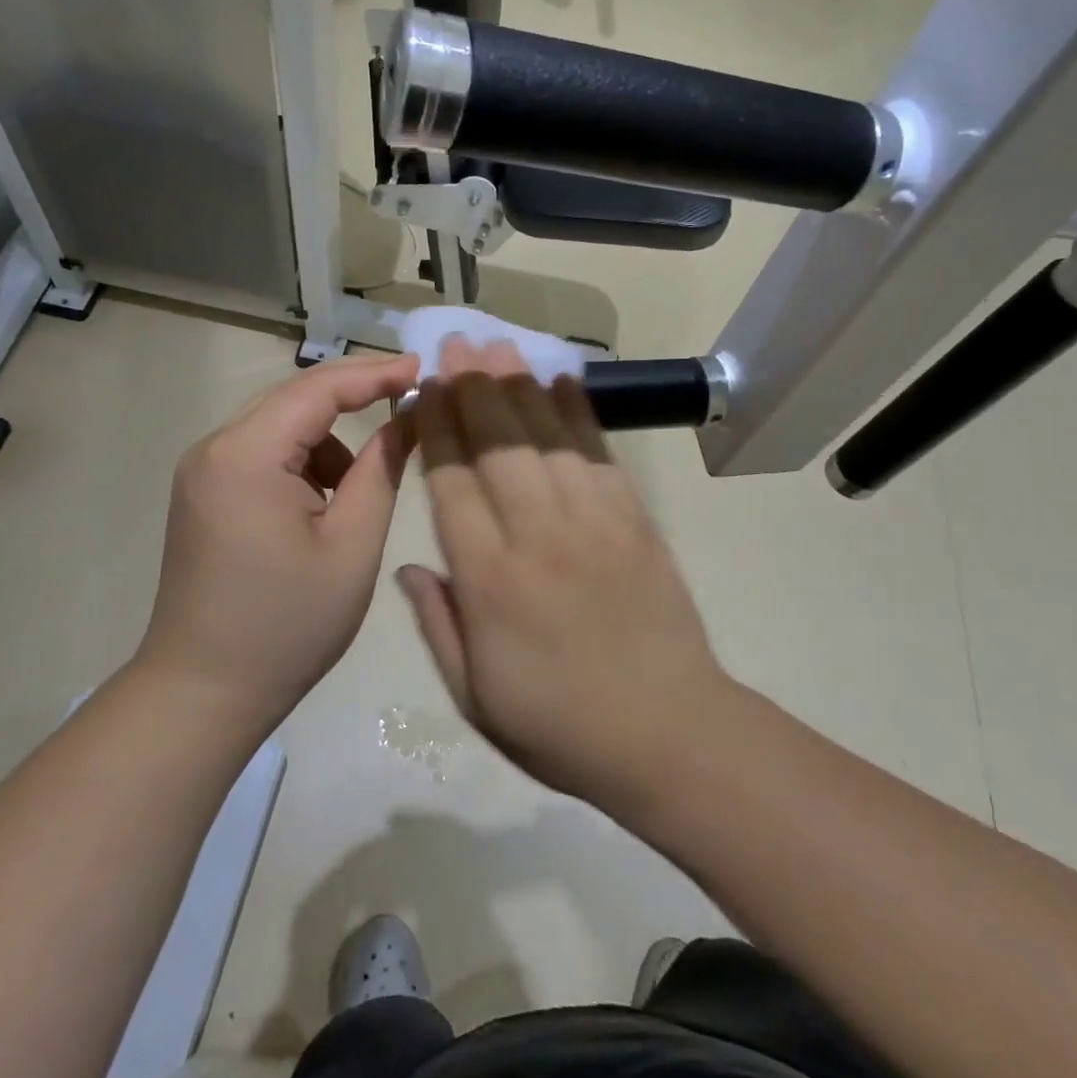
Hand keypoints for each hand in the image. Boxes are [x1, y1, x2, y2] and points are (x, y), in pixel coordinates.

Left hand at [139, 353, 419, 730]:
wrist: (204, 693)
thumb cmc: (288, 625)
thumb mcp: (352, 545)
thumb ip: (382, 469)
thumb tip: (408, 415)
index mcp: (246, 456)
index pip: (318, 388)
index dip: (376, 373)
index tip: (424, 369)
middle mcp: (214, 448)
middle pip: (295, 397)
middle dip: (355, 396)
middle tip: (411, 399)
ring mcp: (203, 470)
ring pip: (281, 425)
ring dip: (328, 440)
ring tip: (356, 495)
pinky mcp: (204, 492)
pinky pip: (264, 453)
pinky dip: (302, 463)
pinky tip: (320, 508)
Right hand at [397, 338, 728, 805]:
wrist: (668, 734)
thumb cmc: (560, 727)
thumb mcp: (475, 698)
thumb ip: (438, 625)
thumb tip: (408, 567)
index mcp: (489, 580)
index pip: (452, 483)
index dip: (434, 428)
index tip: (422, 388)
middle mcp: (537, 536)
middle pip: (498, 445)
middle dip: (472, 388)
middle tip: (456, 343)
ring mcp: (592, 522)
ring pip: (546, 438)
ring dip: (519, 386)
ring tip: (499, 346)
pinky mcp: (634, 521)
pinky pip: (599, 454)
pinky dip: (579, 413)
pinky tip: (562, 381)